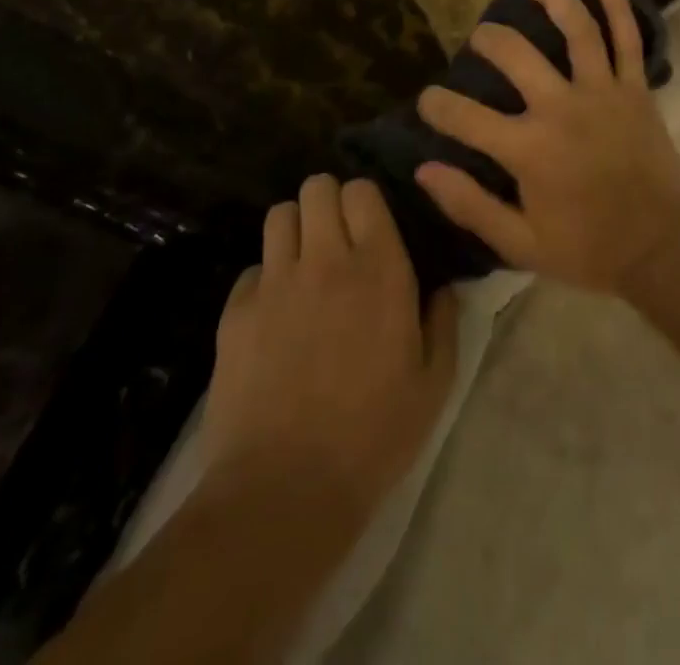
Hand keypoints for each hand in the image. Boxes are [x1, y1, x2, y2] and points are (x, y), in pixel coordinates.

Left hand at [203, 176, 458, 524]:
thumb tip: (440, 287)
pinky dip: (265, 280)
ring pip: (279, 215)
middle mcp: (326, 259)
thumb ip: (442, 321)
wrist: (284, 492)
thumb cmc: (374, 436)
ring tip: (305, 263)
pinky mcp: (236, 313)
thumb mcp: (434, 383)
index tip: (372, 227)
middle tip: (337, 238)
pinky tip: (274, 316)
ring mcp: (276, 283)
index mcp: (380, 267)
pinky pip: (252, 270)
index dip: (366, 201)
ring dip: (296, 229)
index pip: (363, 191)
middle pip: (317, 187)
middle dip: (328, 202)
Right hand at [414, 0, 679, 295]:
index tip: (428, 100)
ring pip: (576, 30)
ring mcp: (603, 93)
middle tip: (480, 38)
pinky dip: (619, 6)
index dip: (438, 106)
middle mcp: (562, 109)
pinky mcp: (635, 89)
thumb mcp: (520, 244)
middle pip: (516, 55)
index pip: (466, 118)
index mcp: (529, 150)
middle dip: (489, 40)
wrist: (662, 248)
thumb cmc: (588, 249)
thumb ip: (470, 205)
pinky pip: (628, 40)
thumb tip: (424, 170)